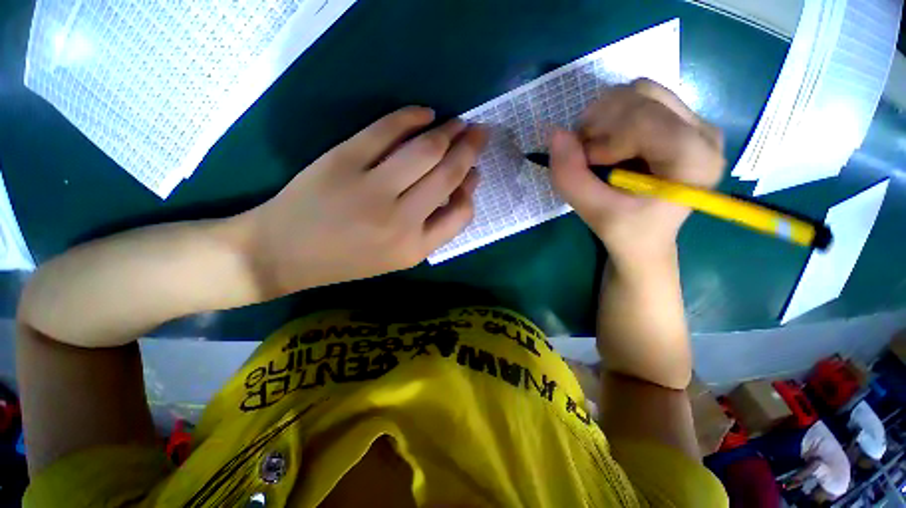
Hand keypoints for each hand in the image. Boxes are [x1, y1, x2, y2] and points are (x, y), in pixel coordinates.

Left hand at [241, 106, 486, 297]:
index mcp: (414, 248)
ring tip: (460, 122)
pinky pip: (386, 130)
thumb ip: (431, 228)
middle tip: (480, 132)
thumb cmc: (346, 259)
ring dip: (449, 131)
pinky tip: (425, 113)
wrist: (284, 253)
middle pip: (447, 175)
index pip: (462, 214)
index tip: (474, 172)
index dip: (471, 188)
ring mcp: (372, 189)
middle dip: (470, 149)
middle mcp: (400, 220)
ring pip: (425, 151)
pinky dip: (410, 117)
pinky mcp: (344, 160)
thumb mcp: (397, 257)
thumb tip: (456, 189)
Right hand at [549, 78, 724, 265]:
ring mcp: (695, 122)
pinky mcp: (681, 121)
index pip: (643, 120)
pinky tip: (608, 144)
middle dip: (600, 123)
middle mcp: (704, 132)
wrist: (647, 238)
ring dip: (604, 117)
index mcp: (695, 161)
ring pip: (639, 91)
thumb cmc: (627, 233)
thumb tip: (554, 133)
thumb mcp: (595, 212)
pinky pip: (640, 100)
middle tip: (584, 155)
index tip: (587, 166)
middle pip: (642, 95)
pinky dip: (612, 117)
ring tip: (595, 149)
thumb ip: (571, 177)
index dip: (602, 139)